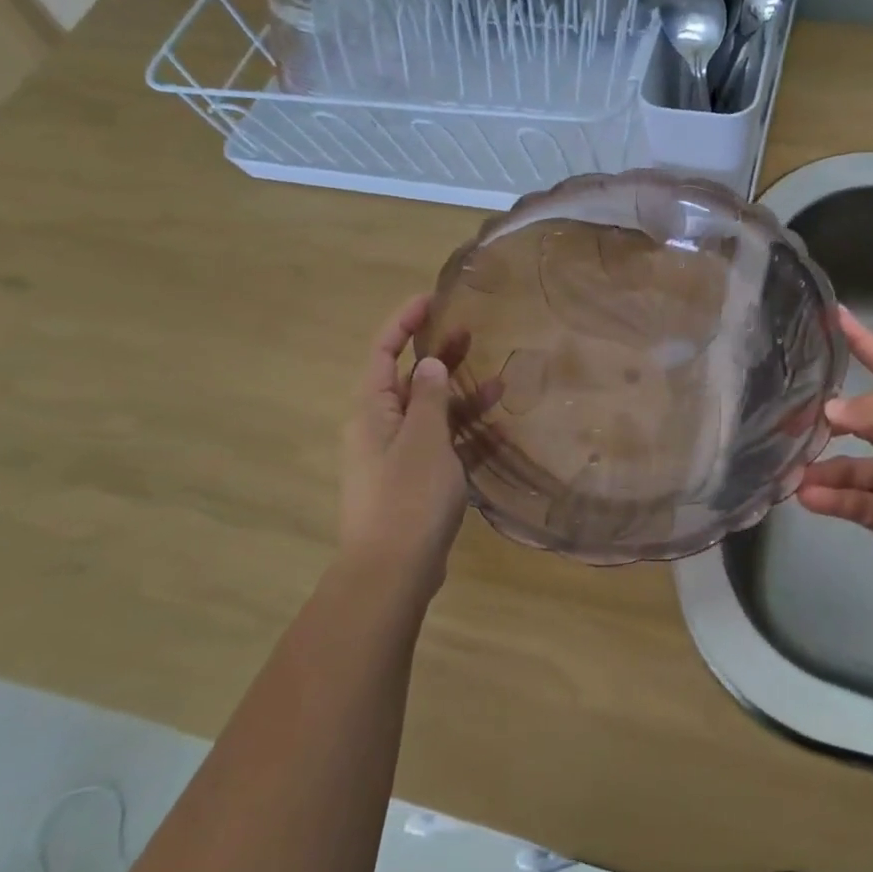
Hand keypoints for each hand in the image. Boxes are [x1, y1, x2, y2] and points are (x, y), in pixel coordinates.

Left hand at [338, 294, 471, 595]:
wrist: (393, 572)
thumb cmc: (408, 497)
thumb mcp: (424, 440)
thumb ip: (429, 397)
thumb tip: (428, 364)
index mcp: (372, 411)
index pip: (382, 352)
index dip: (404, 322)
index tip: (432, 299)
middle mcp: (380, 429)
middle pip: (409, 380)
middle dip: (439, 356)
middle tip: (472, 332)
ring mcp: (398, 458)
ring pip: (431, 414)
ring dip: (461, 397)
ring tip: (500, 381)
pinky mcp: (416, 483)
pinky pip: (443, 447)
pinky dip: (466, 435)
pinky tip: (498, 430)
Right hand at [796, 308, 872, 607]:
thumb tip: (830, 407)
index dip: (864, 342)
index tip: (835, 315)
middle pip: (858, 419)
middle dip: (825, 418)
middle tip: (785, 416)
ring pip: (846, 464)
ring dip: (821, 467)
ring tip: (790, 471)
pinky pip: (848, 499)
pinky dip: (827, 498)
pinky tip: (806, 497)